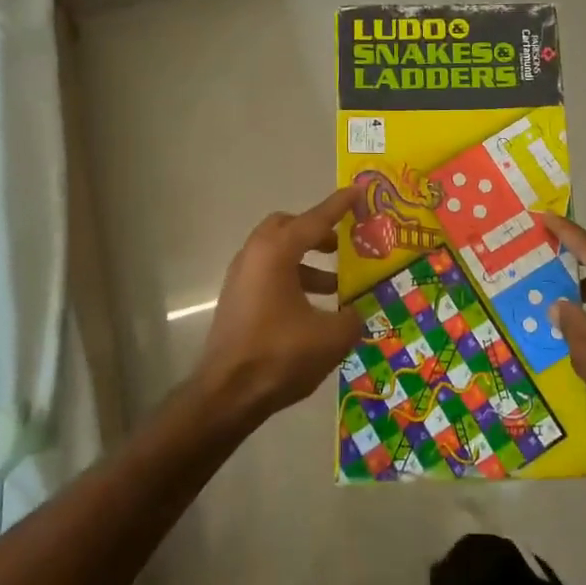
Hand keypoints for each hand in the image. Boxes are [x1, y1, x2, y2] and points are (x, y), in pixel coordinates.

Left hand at [198, 188, 364, 423]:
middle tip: (341, 244)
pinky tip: (312, 309)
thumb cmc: (280, 355)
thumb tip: (356, 313)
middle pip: (287, 228)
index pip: (315, 219)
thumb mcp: (331, 337)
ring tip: (336, 286)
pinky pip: (268, 274)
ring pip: (277, 253)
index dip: (340, 205)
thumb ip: (352, 318)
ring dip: (306, 262)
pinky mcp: (236, 300)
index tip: (358, 190)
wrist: (227, 394)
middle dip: (315, 231)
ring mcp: (241, 277)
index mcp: (277, 252)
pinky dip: (292, 279)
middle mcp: (254, 255)